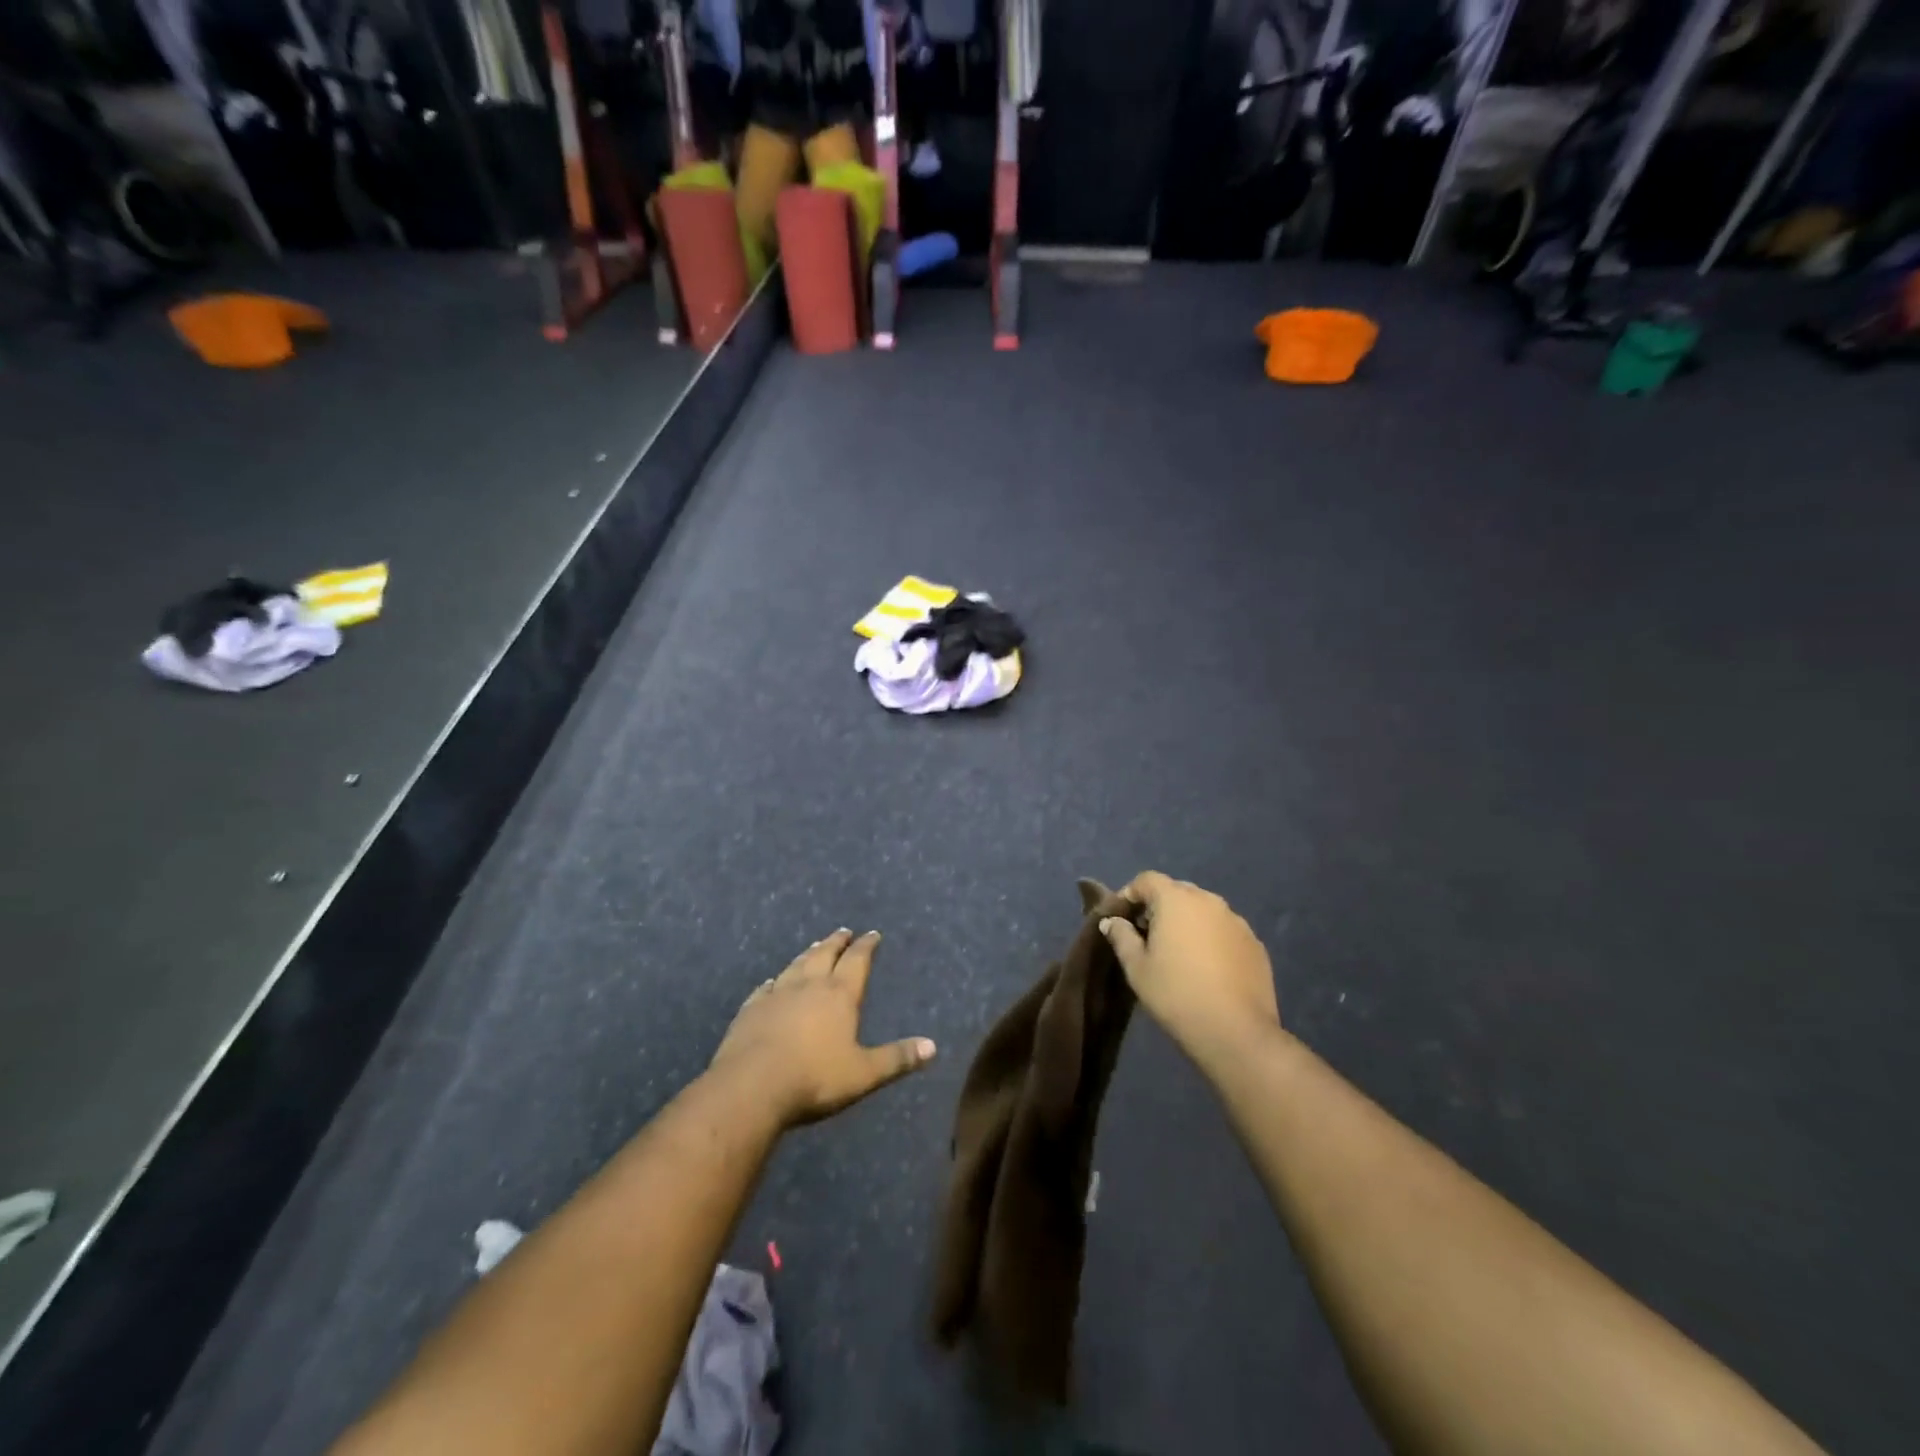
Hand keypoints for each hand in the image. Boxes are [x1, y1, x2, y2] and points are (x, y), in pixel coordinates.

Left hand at [709, 929, 935, 1127]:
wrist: (751, 1087)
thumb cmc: (815, 1078)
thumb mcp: (864, 1073)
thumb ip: (897, 1058)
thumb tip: (933, 1047)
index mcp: (839, 995)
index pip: (857, 961)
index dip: (866, 946)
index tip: (873, 933)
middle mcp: (809, 985)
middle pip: (825, 954)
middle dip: (837, 942)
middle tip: (844, 931)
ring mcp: (777, 994)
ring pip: (796, 965)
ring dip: (808, 954)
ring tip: (815, 946)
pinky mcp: (751, 1009)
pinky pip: (766, 987)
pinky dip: (774, 981)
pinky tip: (772, 980)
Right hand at [1099, 873, 1279, 1062]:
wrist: (1236, 1032)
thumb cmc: (1176, 994)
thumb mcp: (1137, 968)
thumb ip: (1121, 937)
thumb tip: (1112, 921)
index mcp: (1176, 900)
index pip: (1147, 880)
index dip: (1130, 894)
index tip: (1121, 918)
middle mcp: (1209, 901)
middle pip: (1177, 891)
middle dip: (1159, 906)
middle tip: (1148, 936)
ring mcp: (1236, 921)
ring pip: (1204, 910)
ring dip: (1187, 922)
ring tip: (1179, 953)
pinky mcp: (1255, 943)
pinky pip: (1225, 930)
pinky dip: (1211, 938)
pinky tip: (1207, 968)